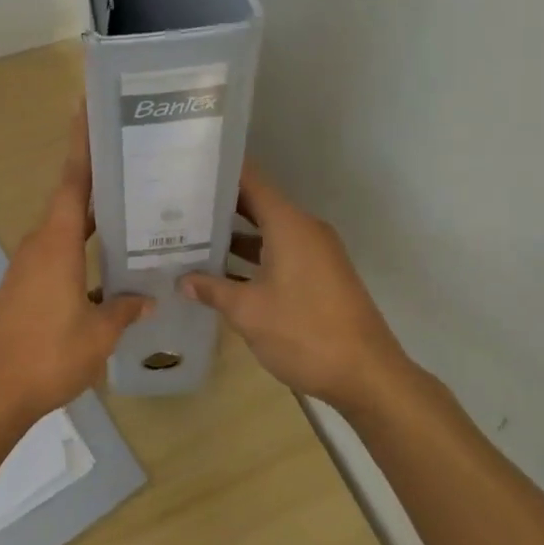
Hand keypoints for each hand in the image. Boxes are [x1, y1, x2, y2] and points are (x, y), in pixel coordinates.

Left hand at [0, 113, 151, 425]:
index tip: (87, 110)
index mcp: (57, 243)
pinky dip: (81, 247)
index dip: (81, 145)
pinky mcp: (24, 288)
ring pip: (65, 229)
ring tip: (129, 208)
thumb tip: (147, 298)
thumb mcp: (98, 334)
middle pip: (70, 200)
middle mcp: (40, 245)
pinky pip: (58, 253)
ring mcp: (28, 267)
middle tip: (132, 160)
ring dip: (92, 217)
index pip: (73, 182)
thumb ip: (124, 310)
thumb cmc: (47, 354)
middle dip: (97, 177)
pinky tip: (107, 264)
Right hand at [179, 162, 426, 415]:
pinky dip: (252, 257)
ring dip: (233, 237)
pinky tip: (221, 273)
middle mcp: (304, 230)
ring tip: (189, 238)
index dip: (219, 171)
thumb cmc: (304, 333)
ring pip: (267, 232)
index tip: (187, 168)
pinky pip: (279, 252)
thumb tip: (183, 280)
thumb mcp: (248, 311)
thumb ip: (212, 289)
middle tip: (177, 206)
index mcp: (289, 225)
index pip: (251, 180)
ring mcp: (315, 254)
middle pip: (257, 204)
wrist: (367, 376)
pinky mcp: (319, 276)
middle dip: (218, 206)